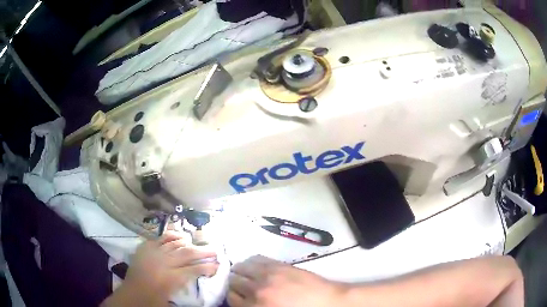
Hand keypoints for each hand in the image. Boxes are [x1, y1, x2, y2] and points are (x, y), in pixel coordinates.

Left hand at [102, 231, 218, 305]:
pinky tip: (179, 236)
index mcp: (170, 279)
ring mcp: (152, 253)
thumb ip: (185, 286)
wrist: (131, 295)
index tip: (218, 265)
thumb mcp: (173, 300)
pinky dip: (171, 236)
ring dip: (189, 243)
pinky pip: (160, 238)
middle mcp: (162, 262)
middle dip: (203, 252)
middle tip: (215, 250)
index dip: (207, 267)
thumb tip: (198, 277)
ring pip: (174, 244)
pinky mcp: (145, 248)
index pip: (193, 270)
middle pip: (186, 253)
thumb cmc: (153, 302)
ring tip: (199, 243)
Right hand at [228, 255, 347, 306]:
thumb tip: (243, 301)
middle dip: (234, 283)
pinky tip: (254, 266)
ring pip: (240, 268)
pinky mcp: (278, 265)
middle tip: (240, 285)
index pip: (231, 298)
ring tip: (244, 274)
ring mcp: (267, 276)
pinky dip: (250, 262)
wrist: (327, 302)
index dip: (232, 295)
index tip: (236, 294)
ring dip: (239, 271)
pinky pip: (255, 259)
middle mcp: (256, 291)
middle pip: (233, 282)